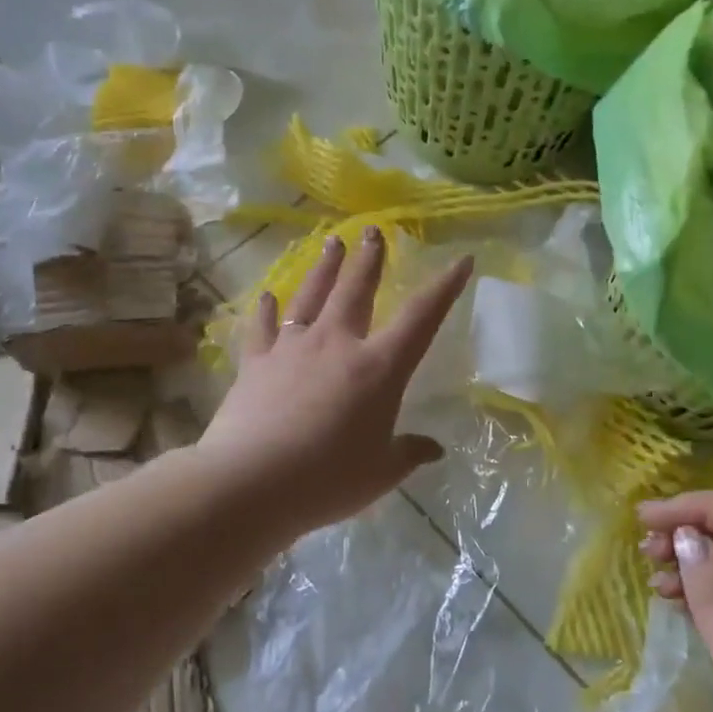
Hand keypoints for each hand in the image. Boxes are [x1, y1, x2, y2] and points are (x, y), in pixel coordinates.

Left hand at [200, 228, 471, 536]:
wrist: (251, 481)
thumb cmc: (329, 478)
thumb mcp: (382, 472)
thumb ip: (409, 454)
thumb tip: (433, 449)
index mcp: (379, 368)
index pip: (422, 317)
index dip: (445, 287)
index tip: (461, 260)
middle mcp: (337, 344)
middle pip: (357, 290)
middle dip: (369, 259)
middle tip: (374, 230)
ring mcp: (292, 348)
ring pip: (311, 295)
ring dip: (324, 267)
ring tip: (332, 242)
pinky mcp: (256, 363)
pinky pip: (263, 327)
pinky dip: (266, 310)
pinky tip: (267, 296)